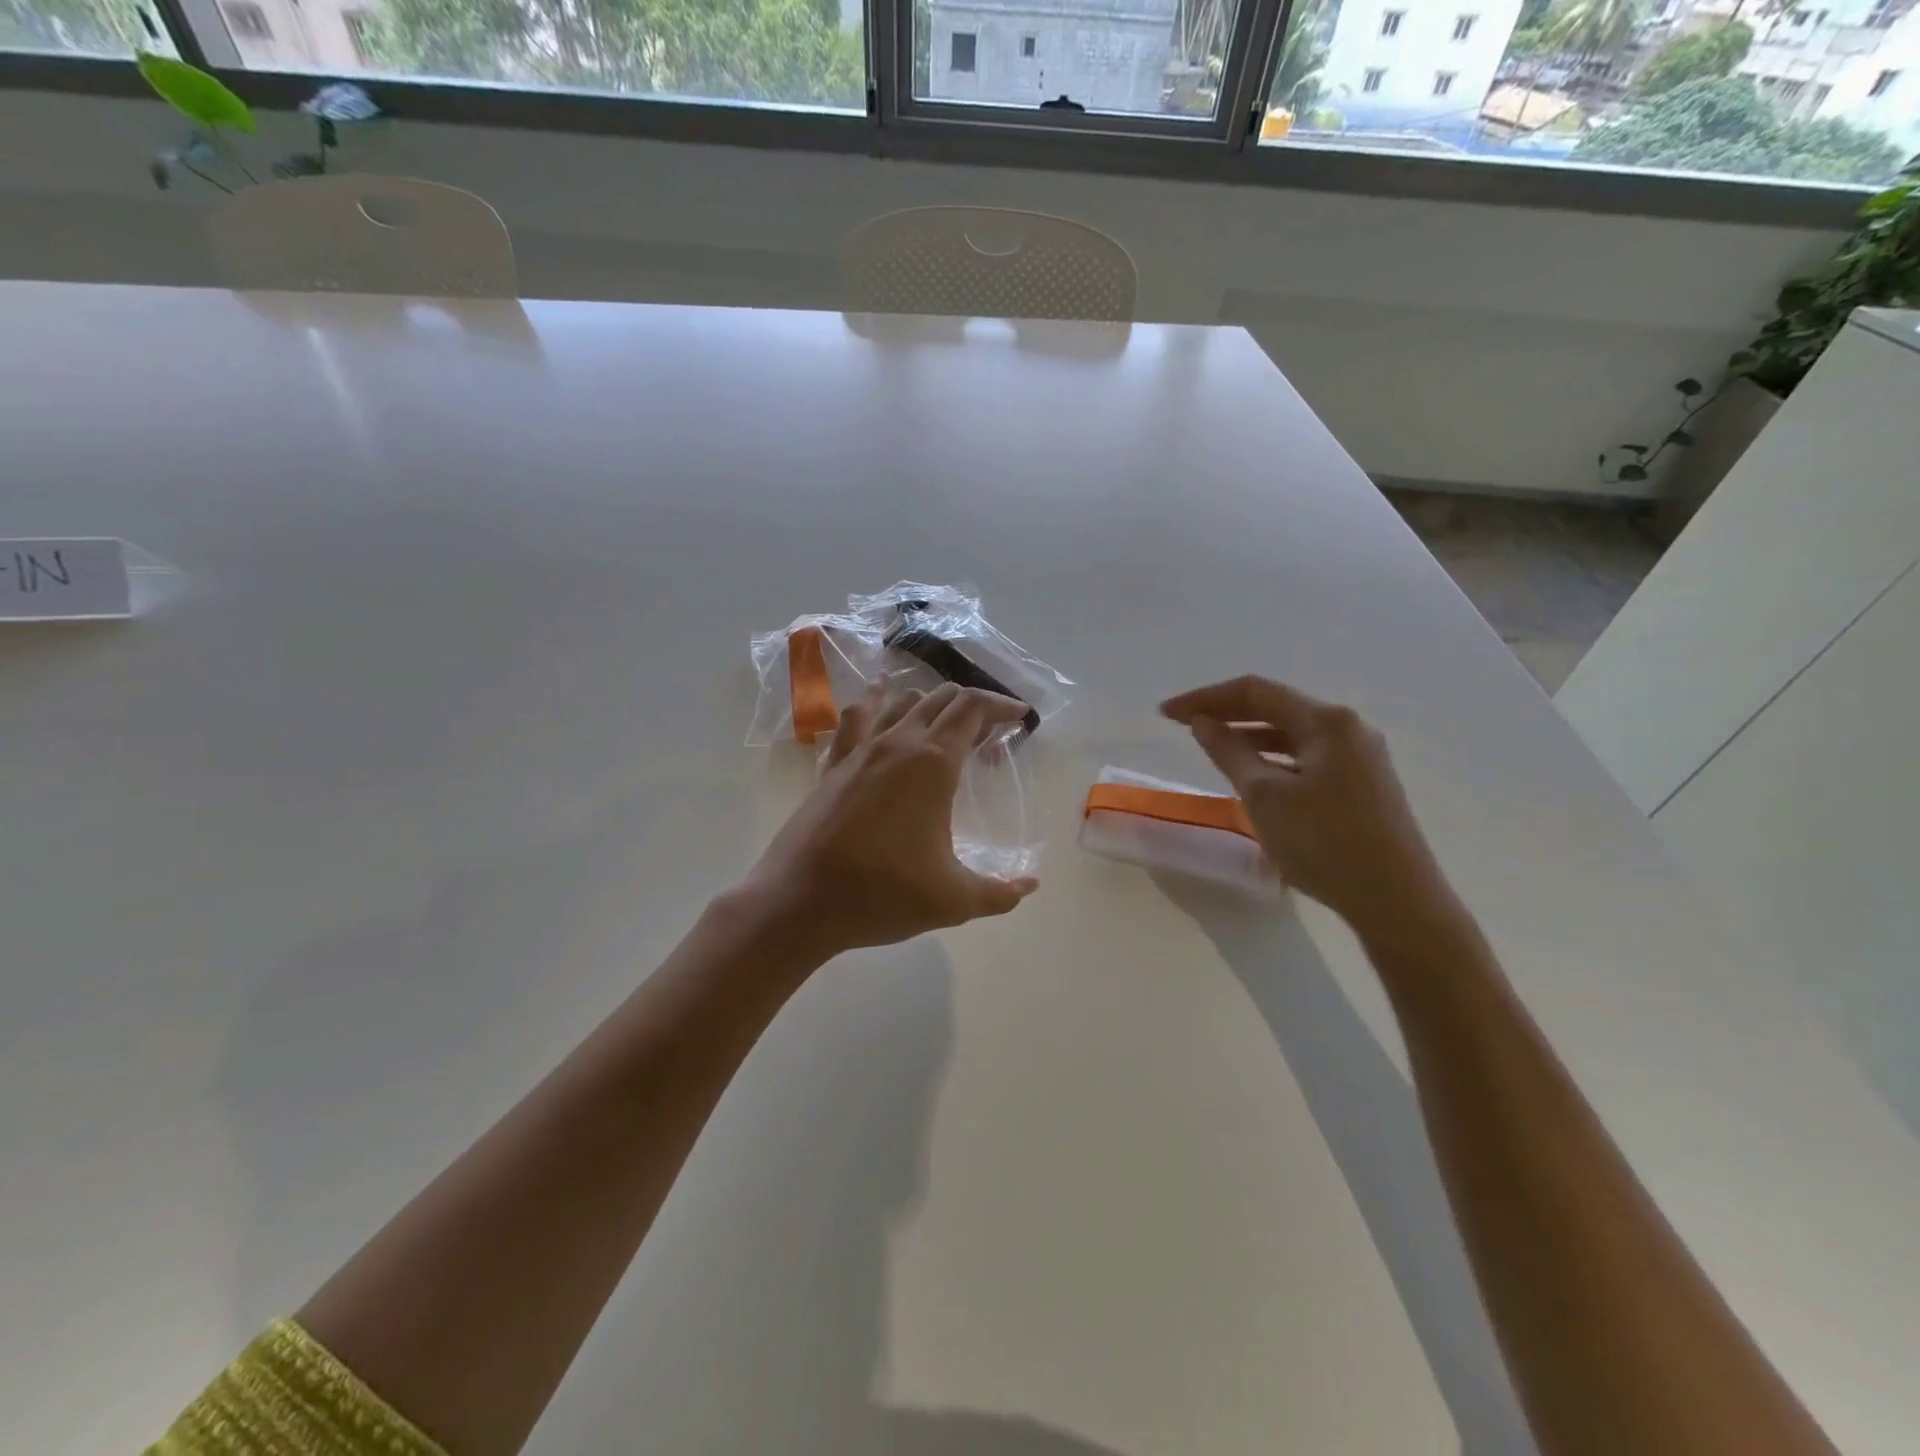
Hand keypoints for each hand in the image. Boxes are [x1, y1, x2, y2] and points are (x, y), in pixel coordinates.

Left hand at [744, 683, 1039, 958]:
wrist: (800, 901)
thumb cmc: (882, 894)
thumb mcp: (953, 901)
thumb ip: (1000, 894)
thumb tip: (1030, 887)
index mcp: (933, 763)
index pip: (972, 709)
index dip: (1001, 705)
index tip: (1020, 717)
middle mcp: (897, 744)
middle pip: (941, 699)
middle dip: (972, 706)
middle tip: (990, 732)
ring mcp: (860, 751)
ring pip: (901, 701)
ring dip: (930, 703)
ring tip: (945, 724)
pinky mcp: (833, 766)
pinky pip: (856, 717)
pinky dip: (875, 701)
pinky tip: (878, 698)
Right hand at [1161, 675, 1454, 937]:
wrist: (1396, 901)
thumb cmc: (1324, 842)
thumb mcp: (1264, 796)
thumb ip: (1229, 752)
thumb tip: (1202, 722)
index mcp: (1328, 721)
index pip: (1255, 692)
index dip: (1206, 698)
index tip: (1166, 714)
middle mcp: (1348, 728)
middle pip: (1276, 708)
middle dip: (1226, 713)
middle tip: (1181, 725)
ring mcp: (1360, 756)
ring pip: (1292, 734)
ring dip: (1249, 736)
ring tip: (1211, 747)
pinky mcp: (1362, 783)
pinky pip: (1306, 757)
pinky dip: (1273, 759)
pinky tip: (1252, 774)